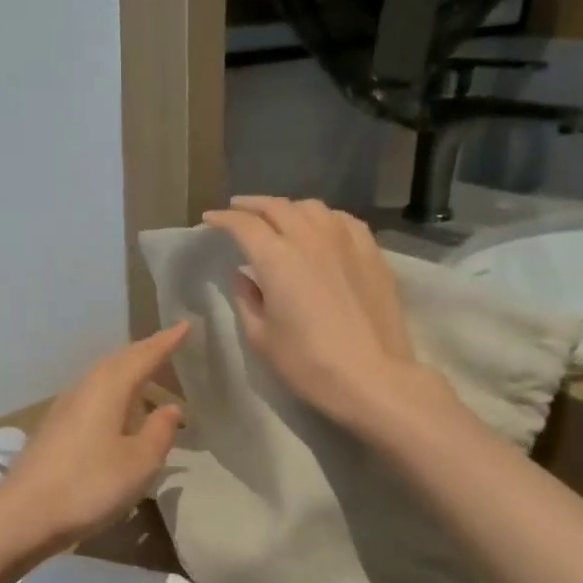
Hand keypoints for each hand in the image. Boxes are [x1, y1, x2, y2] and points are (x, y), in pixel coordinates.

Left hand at [0, 323, 187, 562]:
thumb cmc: (89, 486)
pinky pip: (92, 394)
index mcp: (108, 388)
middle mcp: (84, 388)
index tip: (185, 325)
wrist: (22, 516)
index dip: (166, 342)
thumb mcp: (139, 463)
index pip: (143, 356)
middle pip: (118, 360)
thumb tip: (169, 408)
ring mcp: (65, 407)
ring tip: (146, 373)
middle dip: (144, 351)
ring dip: (126, 369)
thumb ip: (159, 432)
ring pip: (102, 376)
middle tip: (168, 344)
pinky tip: (117, 408)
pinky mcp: (54, 428)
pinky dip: (112, 390)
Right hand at [201, 197, 424, 426]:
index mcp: (276, 258)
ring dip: (288, 208)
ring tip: (278, 217)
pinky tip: (321, 228)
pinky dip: (323, 218)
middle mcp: (310, 238)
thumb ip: (247, 300)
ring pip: (311, 207)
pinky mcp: (371, 252)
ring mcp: (345, 241)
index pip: (243, 225)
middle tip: (237, 209)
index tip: (210, 220)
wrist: (373, 377)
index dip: (223, 219)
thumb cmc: (308, 363)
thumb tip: (244, 276)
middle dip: (251, 205)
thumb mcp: (261, 338)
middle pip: (276, 207)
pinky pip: (342, 220)